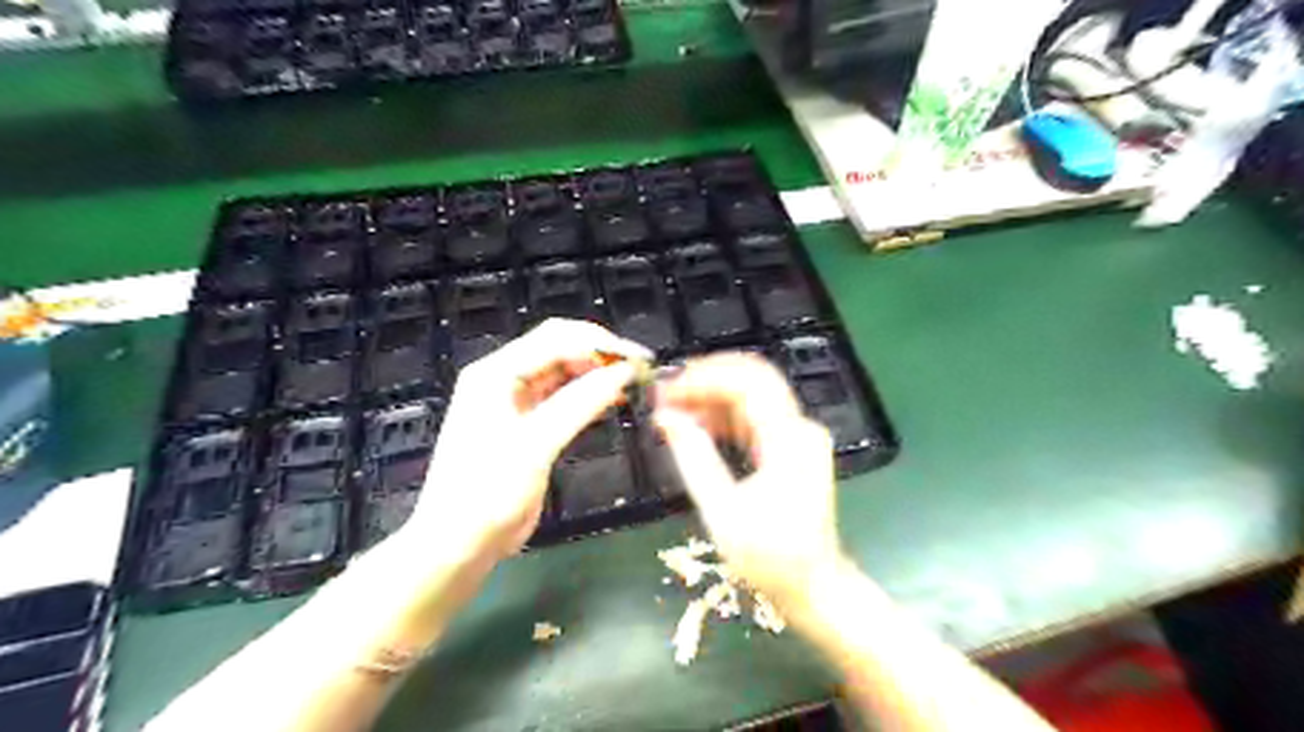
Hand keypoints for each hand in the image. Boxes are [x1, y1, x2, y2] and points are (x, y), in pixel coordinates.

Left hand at [407, 319, 650, 558]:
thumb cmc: (488, 492)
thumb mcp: (535, 445)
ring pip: (564, 372)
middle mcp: (505, 379)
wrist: (459, 543)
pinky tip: (614, 400)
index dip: (600, 343)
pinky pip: (563, 398)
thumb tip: (623, 373)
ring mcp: (516, 402)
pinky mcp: (528, 425)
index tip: (639, 358)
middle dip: (600, 353)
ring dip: (597, 373)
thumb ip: (580, 404)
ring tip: (633, 382)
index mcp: (496, 373)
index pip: (556, 339)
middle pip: (559, 348)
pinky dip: (589, 396)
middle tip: (640, 368)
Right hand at [659, 353, 840, 610]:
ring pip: (751, 394)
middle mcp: (800, 428)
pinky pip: (754, 416)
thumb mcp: (723, 512)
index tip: (664, 391)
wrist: (814, 588)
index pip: (747, 384)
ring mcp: (798, 435)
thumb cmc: (770, 559)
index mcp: (789, 440)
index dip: (702, 379)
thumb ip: (694, 459)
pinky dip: (723, 416)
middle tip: (665, 392)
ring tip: (672, 408)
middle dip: (706, 379)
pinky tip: (695, 426)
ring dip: (711, 396)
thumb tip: (665, 418)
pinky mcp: (791, 447)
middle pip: (752, 378)